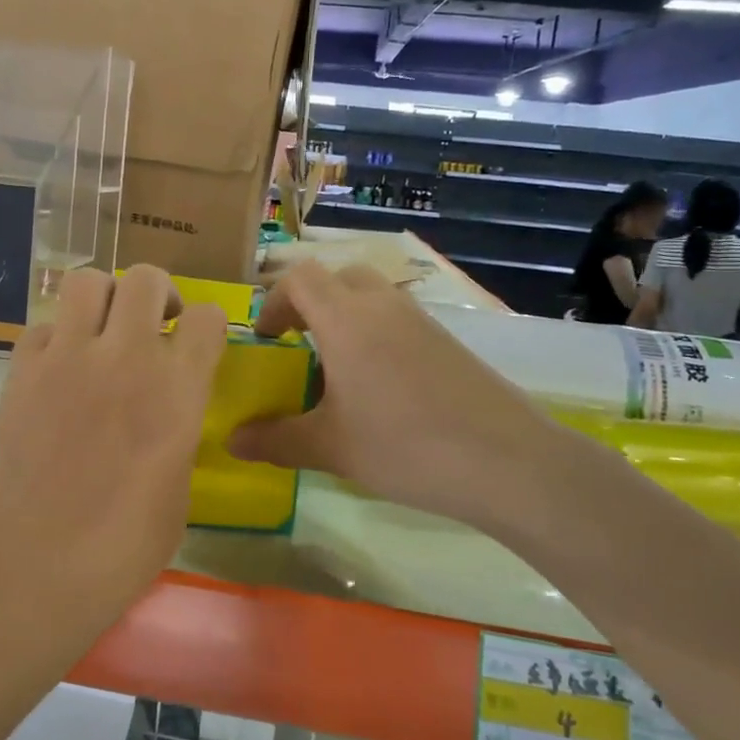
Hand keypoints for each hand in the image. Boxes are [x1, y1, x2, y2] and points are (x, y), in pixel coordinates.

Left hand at [0, 265, 226, 614]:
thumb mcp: (178, 488)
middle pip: (146, 278)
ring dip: (103, 299)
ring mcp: (68, 357)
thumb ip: (177, 432)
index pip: (207, 316)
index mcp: (178, 388)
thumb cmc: (125, 544)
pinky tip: (57, 369)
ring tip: (102, 330)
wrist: (38, 563)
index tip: (196, 343)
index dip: (206, 325)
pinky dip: (55, 339)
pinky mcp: (21, 371)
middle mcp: (127, 356)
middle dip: (157, 294)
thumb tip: (165, 413)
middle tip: (152, 323)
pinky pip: (42, 328)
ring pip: (87, 282)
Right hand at [228, 263, 576, 534]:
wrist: (507, 461)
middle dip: (310, 303)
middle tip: (299, 346)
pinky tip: (382, 389)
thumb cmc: (404, 446)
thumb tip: (232, 441)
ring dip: (346, 318)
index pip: (300, 278)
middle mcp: (383, 306)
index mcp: (346, 319)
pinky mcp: (449, 341)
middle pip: (338, 278)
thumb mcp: (330, 447)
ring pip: (372, 297)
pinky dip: (377, 335)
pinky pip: (399, 320)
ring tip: (338, 371)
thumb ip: (276, 440)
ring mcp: (422, 320)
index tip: (267, 341)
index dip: (274, 301)